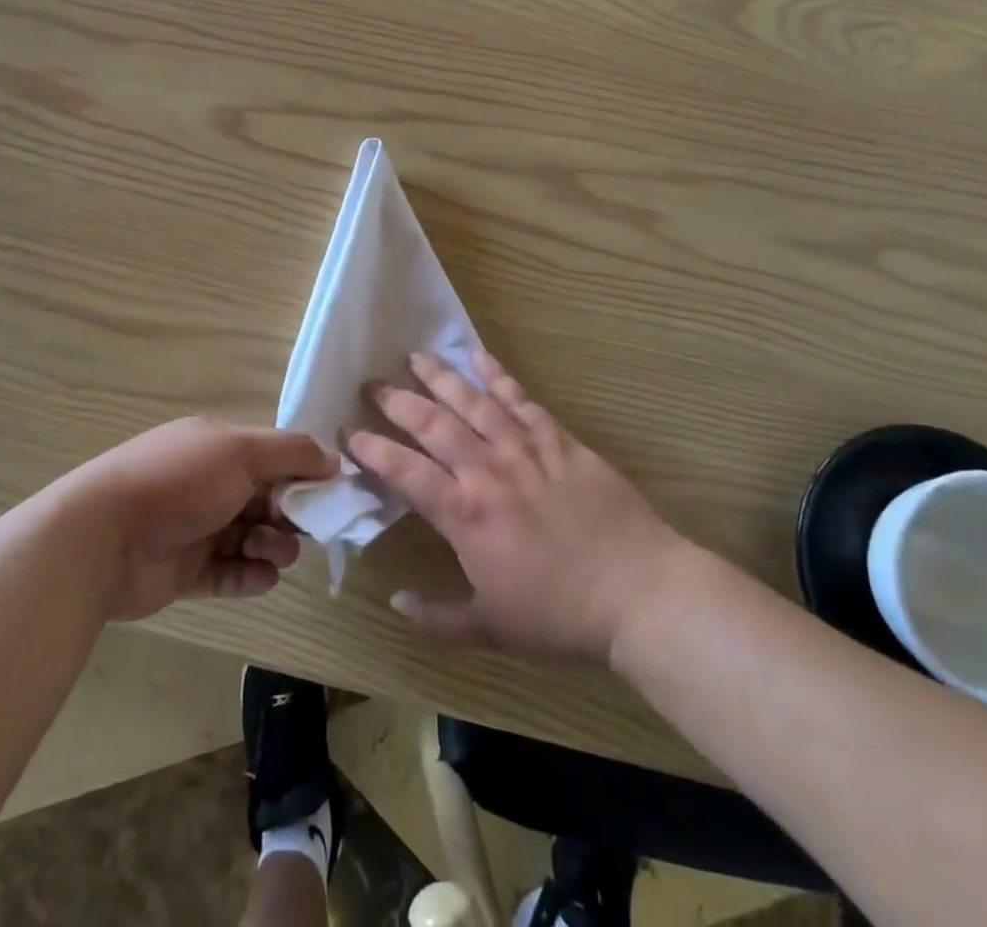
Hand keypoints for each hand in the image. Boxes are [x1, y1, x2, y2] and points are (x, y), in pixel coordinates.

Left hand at [67, 417, 337, 620]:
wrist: (103, 538)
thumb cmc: (178, 482)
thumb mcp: (240, 451)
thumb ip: (291, 453)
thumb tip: (334, 461)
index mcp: (217, 448)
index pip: (272, 457)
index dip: (302, 473)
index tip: (331, 493)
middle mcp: (208, 484)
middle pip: (266, 499)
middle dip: (290, 514)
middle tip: (301, 528)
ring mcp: (196, 529)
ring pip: (252, 537)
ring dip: (273, 545)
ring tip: (273, 553)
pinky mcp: (187, 572)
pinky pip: (231, 574)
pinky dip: (251, 576)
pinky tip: (261, 576)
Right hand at [348, 351, 680, 663]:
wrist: (639, 593)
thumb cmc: (560, 616)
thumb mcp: (492, 630)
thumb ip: (438, 618)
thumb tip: (394, 603)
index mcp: (466, 515)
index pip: (406, 472)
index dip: (372, 450)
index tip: (348, 433)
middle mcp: (489, 471)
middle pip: (434, 425)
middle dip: (398, 401)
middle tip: (373, 383)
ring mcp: (526, 451)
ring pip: (474, 403)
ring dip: (442, 377)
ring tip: (416, 356)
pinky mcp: (560, 441)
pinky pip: (523, 401)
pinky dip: (500, 377)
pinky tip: (480, 357)